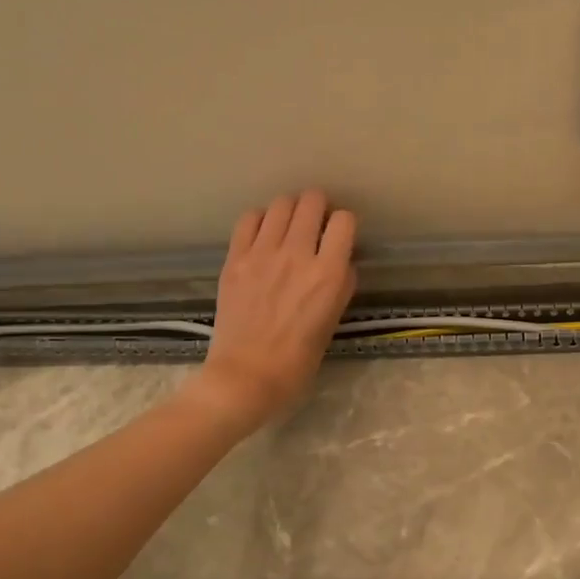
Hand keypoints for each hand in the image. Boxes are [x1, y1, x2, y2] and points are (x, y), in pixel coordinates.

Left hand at [189, 190, 356, 429]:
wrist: (245, 376)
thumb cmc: (297, 361)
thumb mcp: (332, 321)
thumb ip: (340, 285)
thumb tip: (340, 262)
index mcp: (329, 274)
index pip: (344, 221)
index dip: (344, 225)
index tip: (339, 236)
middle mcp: (298, 255)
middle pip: (312, 202)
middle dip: (318, 207)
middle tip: (315, 222)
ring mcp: (263, 253)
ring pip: (281, 204)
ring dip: (290, 209)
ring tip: (289, 225)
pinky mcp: (235, 258)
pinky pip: (249, 219)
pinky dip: (260, 219)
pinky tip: (262, 234)